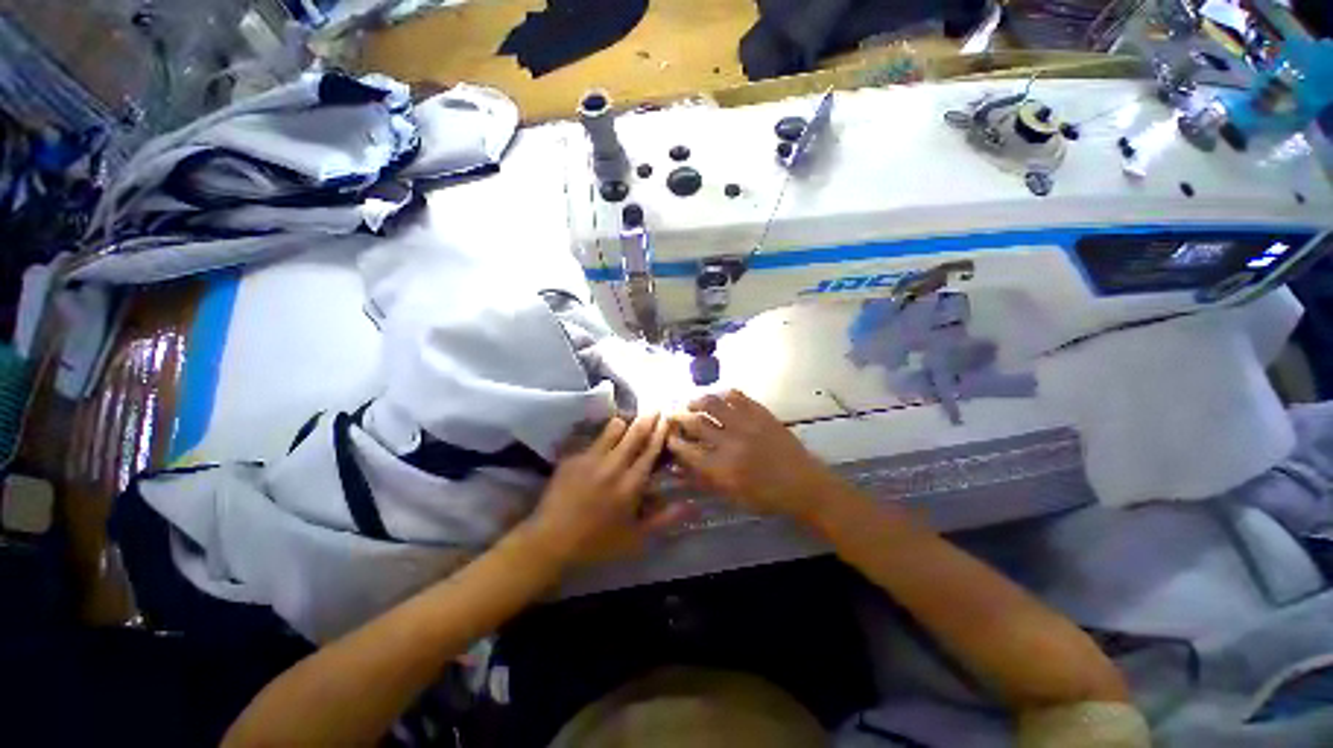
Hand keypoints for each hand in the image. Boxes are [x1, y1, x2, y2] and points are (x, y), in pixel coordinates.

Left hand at [521, 414, 693, 568]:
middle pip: (635, 433)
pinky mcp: (573, 458)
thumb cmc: (597, 542)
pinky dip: (603, 438)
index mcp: (630, 484)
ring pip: (613, 429)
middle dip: (648, 419)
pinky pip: (593, 440)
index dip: (660, 433)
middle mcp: (613, 466)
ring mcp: (591, 459)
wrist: (550, 541)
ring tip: (628, 423)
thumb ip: (663, 519)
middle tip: (655, 408)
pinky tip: (603, 443)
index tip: (667, 419)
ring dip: (625, 424)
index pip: (650, 451)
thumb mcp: (635, 537)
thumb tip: (689, 506)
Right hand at [667, 390, 841, 521]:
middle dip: (680, 417)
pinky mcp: (761, 414)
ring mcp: (747, 424)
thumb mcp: (732, 496)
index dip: (673, 441)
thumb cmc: (766, 496)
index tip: (668, 436)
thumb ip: (703, 480)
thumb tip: (679, 467)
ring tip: (693, 402)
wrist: (803, 484)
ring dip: (698, 400)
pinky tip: (720, 397)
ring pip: (714, 403)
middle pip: (696, 422)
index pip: (687, 450)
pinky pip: (738, 396)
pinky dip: (724, 394)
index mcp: (722, 468)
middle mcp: (730, 442)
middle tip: (674, 414)